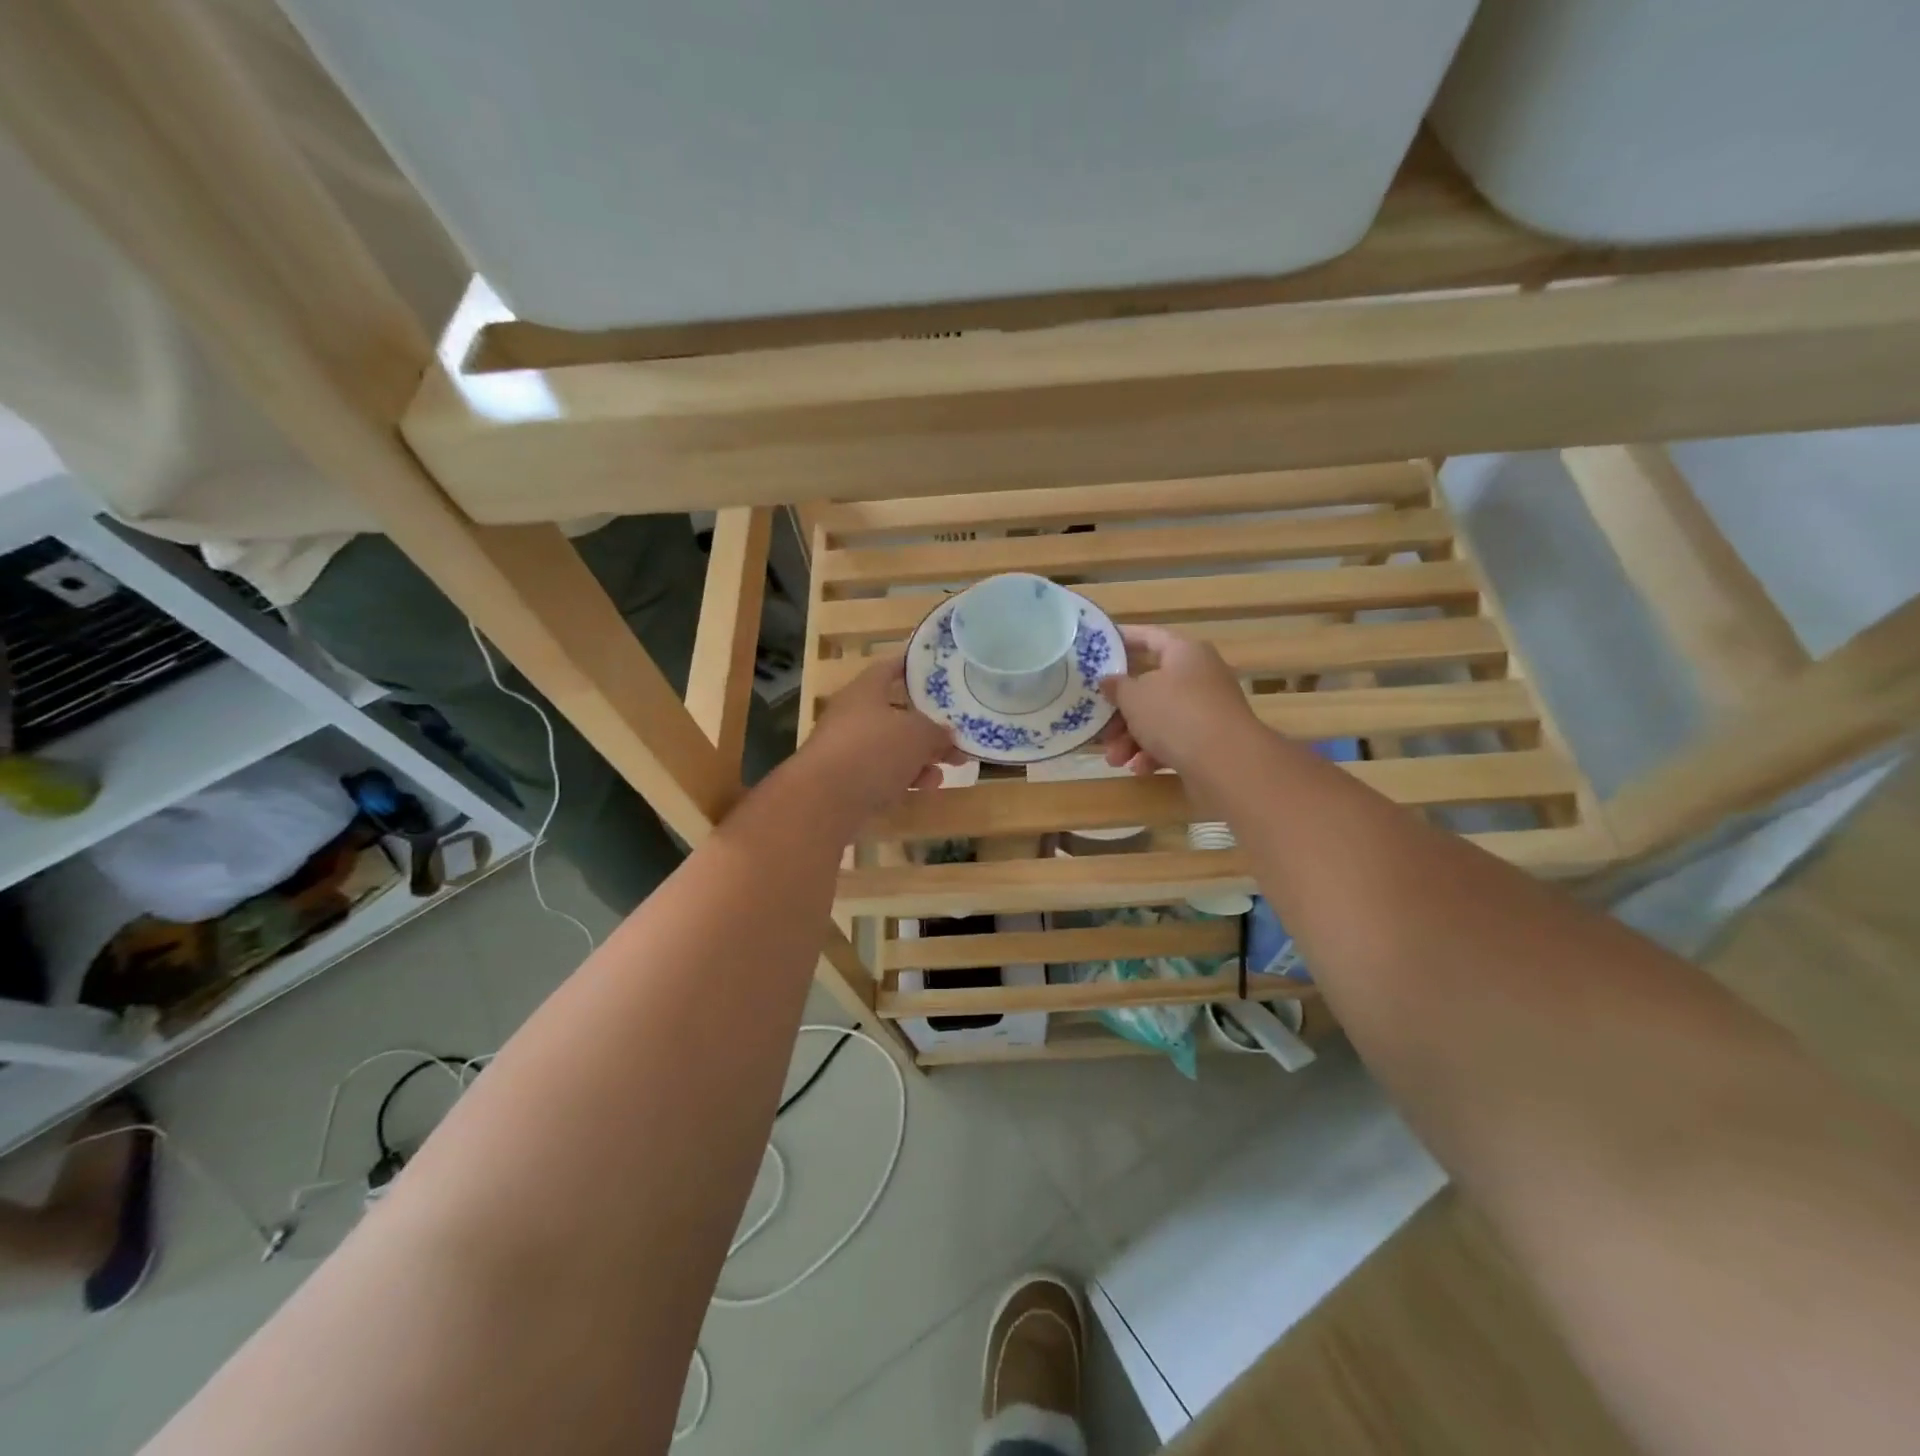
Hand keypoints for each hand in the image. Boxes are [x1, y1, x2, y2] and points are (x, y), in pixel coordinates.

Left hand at [805, 654, 965, 813]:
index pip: (890, 668)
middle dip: (928, 726)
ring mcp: (847, 750)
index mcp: (865, 691)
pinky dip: (906, 778)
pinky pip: (883, 774)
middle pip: (896, 714)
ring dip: (922, 756)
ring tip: (950, 766)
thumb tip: (945, 735)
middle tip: (956, 736)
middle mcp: (853, 716)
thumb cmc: (873, 750)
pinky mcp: (847, 782)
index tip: (937, 671)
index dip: (914, 667)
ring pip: (892, 748)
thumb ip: (937, 731)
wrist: (824, 801)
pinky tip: (926, 787)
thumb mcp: (917, 734)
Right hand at [1098, 624, 1257, 775]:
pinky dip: (1154, 752)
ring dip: (1132, 738)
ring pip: (1159, 718)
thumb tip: (1109, 680)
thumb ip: (1117, 686)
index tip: (1098, 647)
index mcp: (1185, 652)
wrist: (1226, 762)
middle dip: (1121, 710)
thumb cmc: (1175, 715)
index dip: (1123, 640)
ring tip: (1114, 760)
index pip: (1149, 637)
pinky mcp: (1210, 740)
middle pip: (1150, 685)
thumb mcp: (1134, 697)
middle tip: (1099, 724)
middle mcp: (1199, 676)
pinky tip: (1140, 768)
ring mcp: (1206, 709)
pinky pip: (1174, 740)